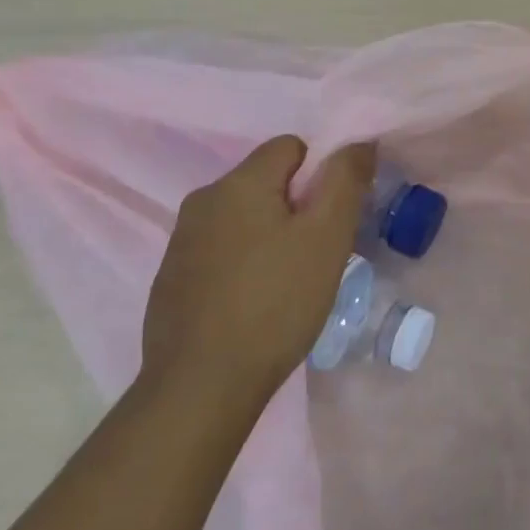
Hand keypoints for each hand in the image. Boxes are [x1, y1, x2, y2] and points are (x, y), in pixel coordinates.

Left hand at [141, 135, 376, 407]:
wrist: (201, 387)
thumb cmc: (275, 303)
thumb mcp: (327, 238)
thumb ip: (345, 181)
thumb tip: (359, 142)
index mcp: (238, 182)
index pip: (291, 147)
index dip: (320, 175)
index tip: (330, 220)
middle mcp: (202, 200)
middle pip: (266, 182)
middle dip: (296, 208)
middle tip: (316, 255)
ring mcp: (180, 241)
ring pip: (243, 218)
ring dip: (268, 237)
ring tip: (287, 284)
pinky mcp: (170, 279)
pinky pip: (219, 251)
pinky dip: (241, 265)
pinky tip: (252, 305)